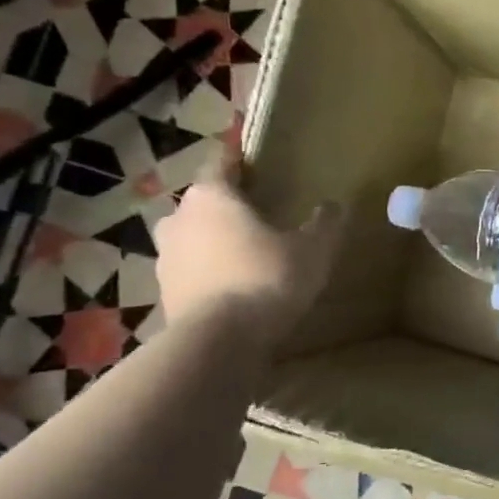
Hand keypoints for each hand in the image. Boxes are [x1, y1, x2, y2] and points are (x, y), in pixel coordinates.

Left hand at [154, 146, 341, 337]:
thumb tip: (333, 205)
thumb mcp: (313, 249)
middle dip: (229, 205)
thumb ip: (324, 223)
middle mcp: (180, 218)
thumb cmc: (266, 278)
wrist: (219, 340)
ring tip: (247, 252)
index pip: (222, 163)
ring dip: (216, 240)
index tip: (252, 157)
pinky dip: (210, 272)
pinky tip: (235, 285)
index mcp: (213, 196)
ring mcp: (166, 257)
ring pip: (194, 237)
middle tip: (259, 211)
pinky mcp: (165, 292)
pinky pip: (193, 271)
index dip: (238, 159)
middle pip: (205, 201)